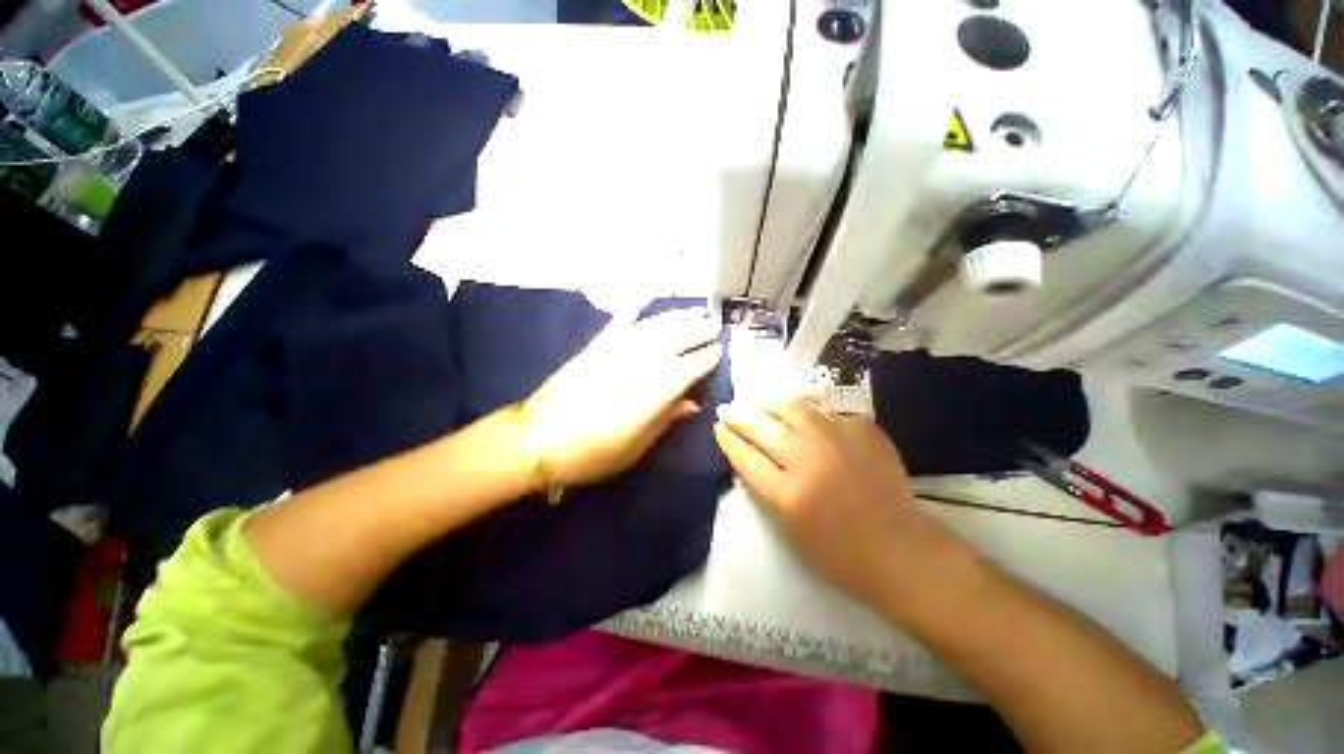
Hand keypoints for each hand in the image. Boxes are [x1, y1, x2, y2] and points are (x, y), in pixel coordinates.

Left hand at [523, 309, 722, 487]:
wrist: (537, 441)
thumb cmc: (591, 454)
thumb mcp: (636, 448)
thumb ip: (666, 420)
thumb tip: (692, 404)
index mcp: (649, 395)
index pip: (686, 368)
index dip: (705, 358)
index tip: (719, 351)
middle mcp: (635, 366)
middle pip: (672, 341)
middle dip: (696, 330)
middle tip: (713, 325)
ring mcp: (613, 353)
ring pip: (651, 328)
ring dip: (674, 318)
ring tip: (693, 312)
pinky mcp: (594, 348)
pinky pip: (619, 324)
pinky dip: (635, 311)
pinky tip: (647, 302)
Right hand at [713, 395, 954, 605]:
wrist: (898, 548)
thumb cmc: (837, 552)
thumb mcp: (787, 529)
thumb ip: (764, 488)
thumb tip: (748, 453)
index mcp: (787, 494)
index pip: (745, 456)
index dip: (728, 439)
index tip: (719, 428)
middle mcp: (808, 460)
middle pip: (762, 427)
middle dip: (738, 415)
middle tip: (728, 409)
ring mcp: (837, 440)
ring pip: (792, 407)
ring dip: (769, 402)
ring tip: (760, 403)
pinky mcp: (863, 430)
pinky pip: (828, 405)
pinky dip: (809, 401)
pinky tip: (801, 401)